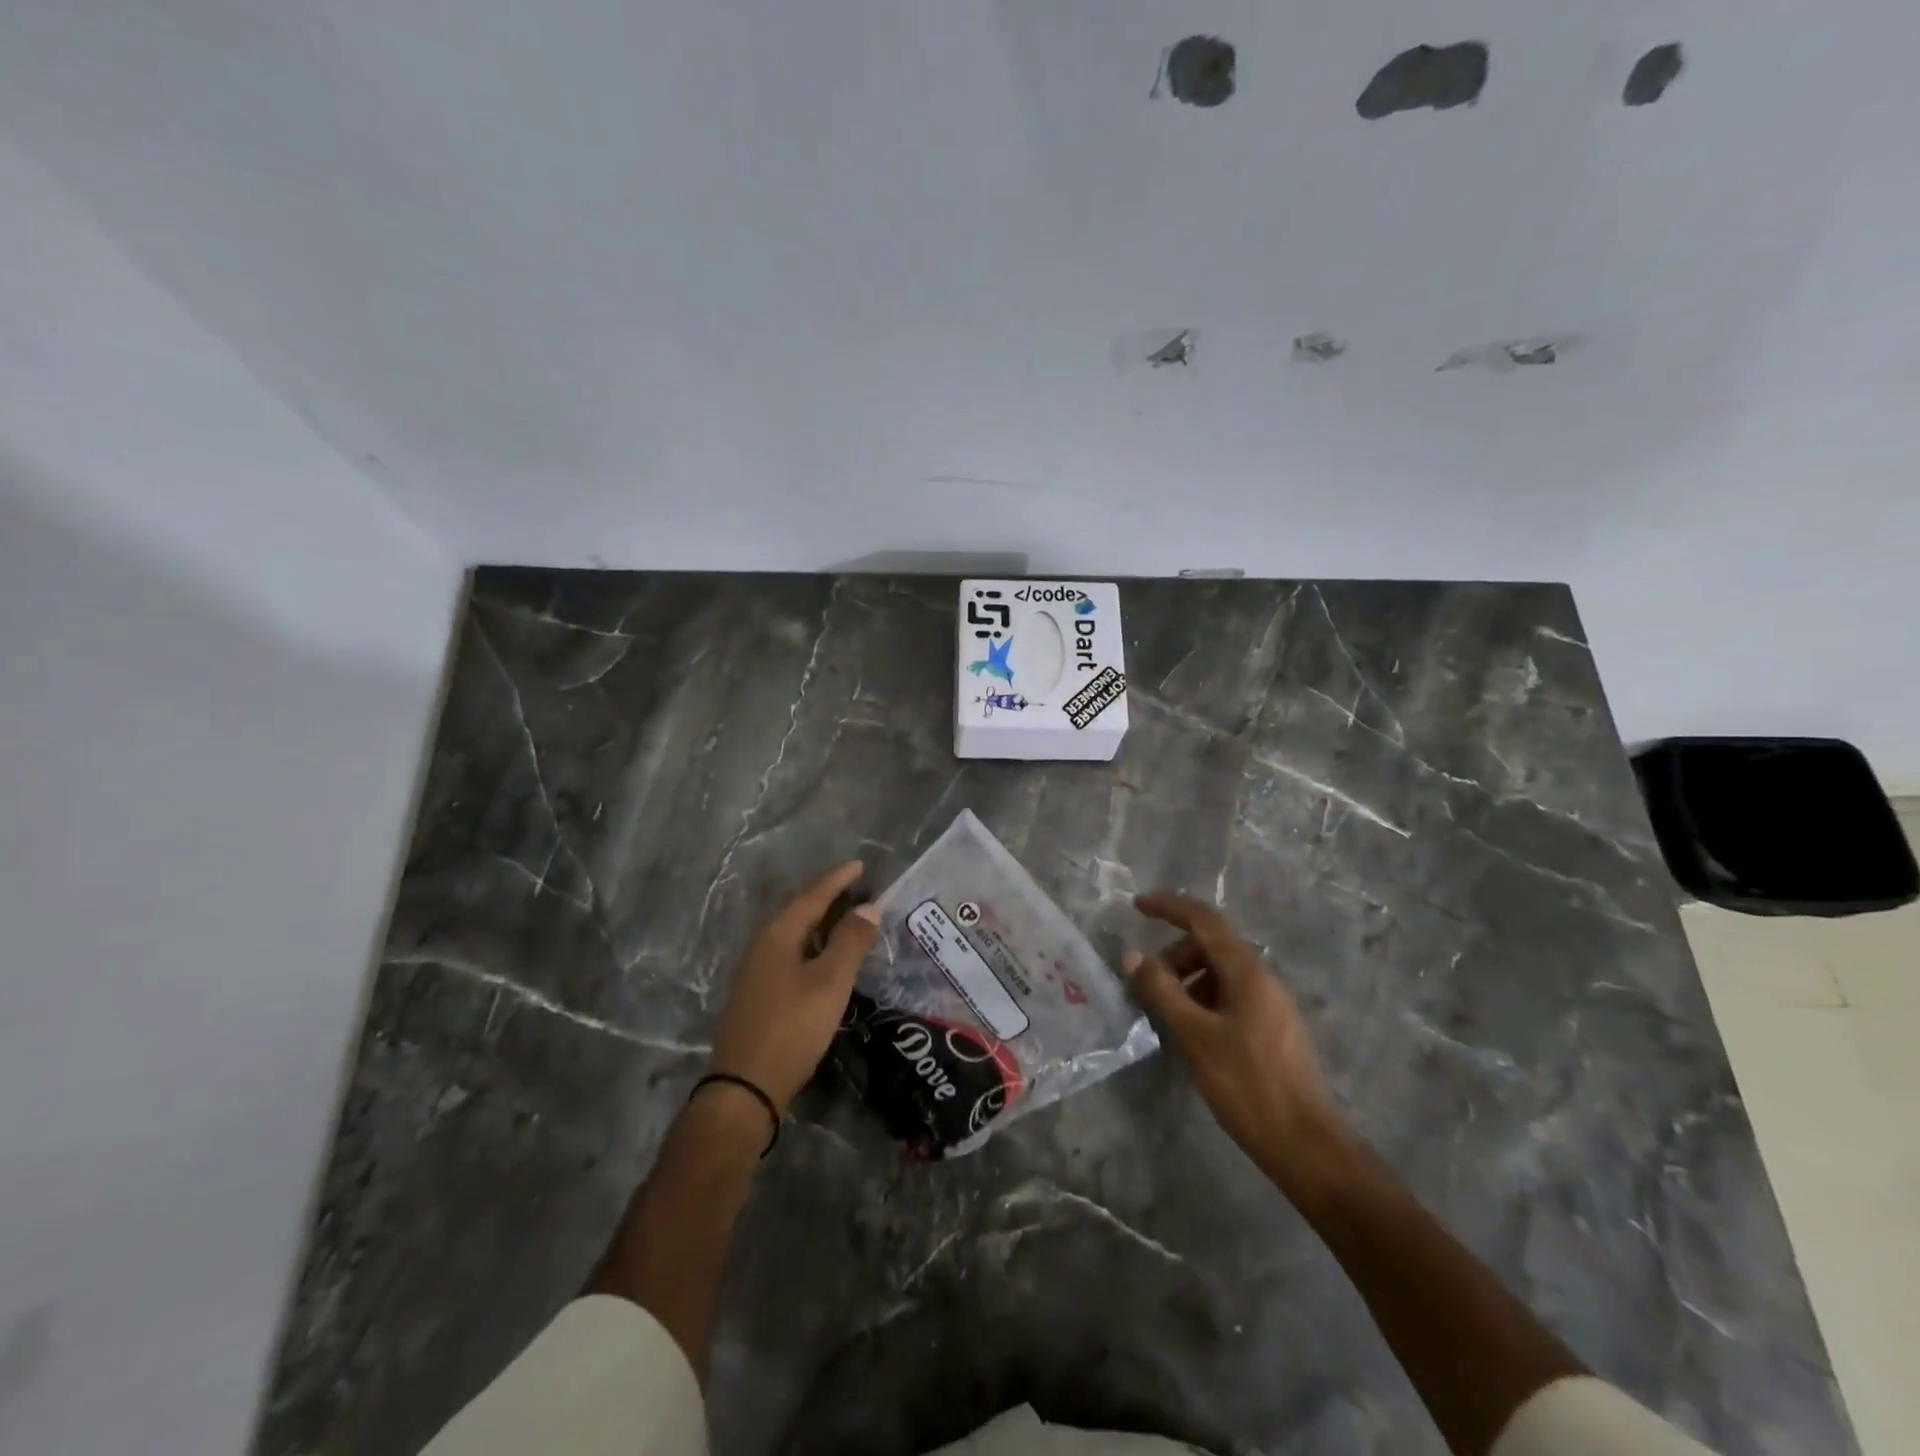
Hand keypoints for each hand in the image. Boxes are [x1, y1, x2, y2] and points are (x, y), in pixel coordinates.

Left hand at [709, 860, 878, 1114]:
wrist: (746, 1087)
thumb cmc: (793, 1027)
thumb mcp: (830, 982)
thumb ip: (850, 942)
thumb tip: (868, 907)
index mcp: (778, 934)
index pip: (811, 896)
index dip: (837, 880)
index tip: (859, 865)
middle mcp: (761, 944)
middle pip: (797, 910)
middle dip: (825, 895)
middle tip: (853, 886)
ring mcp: (755, 970)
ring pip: (792, 932)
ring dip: (818, 920)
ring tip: (843, 915)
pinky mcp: (756, 993)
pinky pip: (788, 951)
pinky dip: (810, 943)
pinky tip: (821, 956)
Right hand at [1124, 892, 1349, 1188]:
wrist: (1307, 1145)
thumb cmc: (1248, 1086)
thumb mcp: (1195, 1036)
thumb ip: (1162, 991)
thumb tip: (1132, 954)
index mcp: (1248, 972)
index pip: (1205, 920)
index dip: (1170, 907)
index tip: (1137, 906)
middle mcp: (1263, 979)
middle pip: (1211, 947)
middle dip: (1174, 956)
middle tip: (1146, 986)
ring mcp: (1271, 1005)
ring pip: (1220, 974)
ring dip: (1187, 981)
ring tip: (1165, 1014)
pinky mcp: (1272, 1030)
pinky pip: (1230, 997)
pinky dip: (1203, 1001)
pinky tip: (1190, 1033)